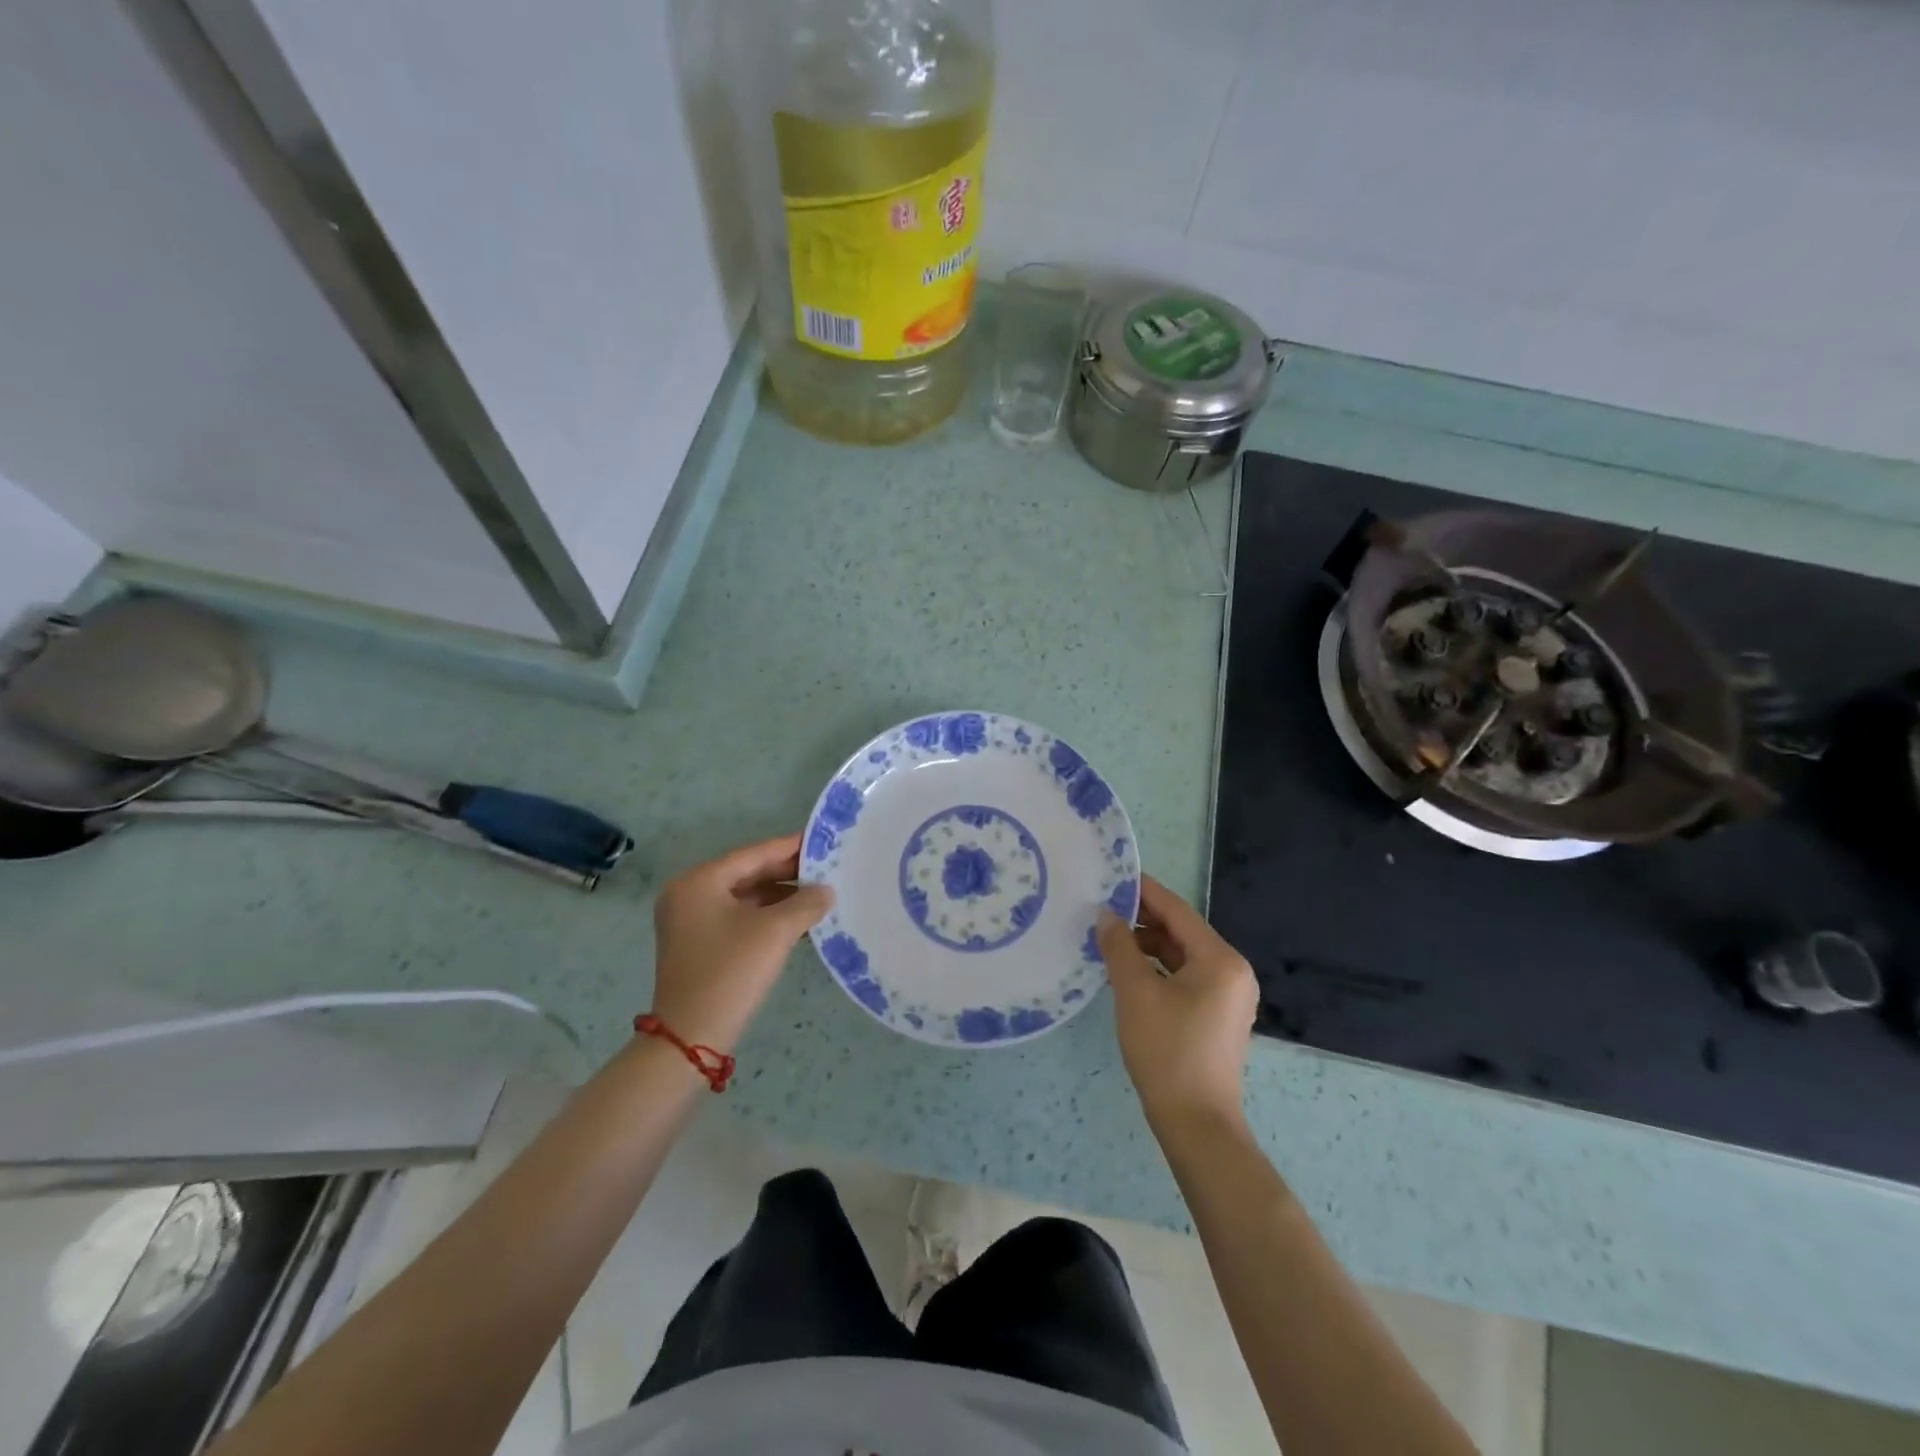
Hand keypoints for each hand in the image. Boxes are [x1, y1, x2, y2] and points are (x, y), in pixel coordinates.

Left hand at [649, 834, 832, 1052]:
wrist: (691, 1037)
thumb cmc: (731, 971)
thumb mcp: (776, 932)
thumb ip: (806, 903)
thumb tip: (826, 891)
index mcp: (699, 881)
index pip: (753, 854)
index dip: (790, 847)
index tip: (822, 841)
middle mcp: (689, 894)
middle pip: (747, 873)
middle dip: (787, 873)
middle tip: (826, 868)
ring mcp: (690, 921)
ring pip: (744, 897)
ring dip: (780, 896)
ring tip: (819, 894)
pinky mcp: (698, 945)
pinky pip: (737, 918)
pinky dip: (766, 916)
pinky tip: (797, 920)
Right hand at [1098, 875, 1258, 1132]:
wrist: (1196, 1124)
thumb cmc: (1167, 1051)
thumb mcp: (1135, 992)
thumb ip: (1119, 946)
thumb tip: (1106, 914)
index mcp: (1221, 960)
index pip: (1178, 911)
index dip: (1144, 891)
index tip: (1114, 876)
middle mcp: (1232, 971)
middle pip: (1182, 932)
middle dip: (1142, 921)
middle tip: (1103, 910)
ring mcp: (1228, 996)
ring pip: (1182, 956)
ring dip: (1147, 947)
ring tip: (1109, 943)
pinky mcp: (1218, 1016)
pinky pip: (1185, 978)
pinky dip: (1158, 970)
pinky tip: (1128, 974)